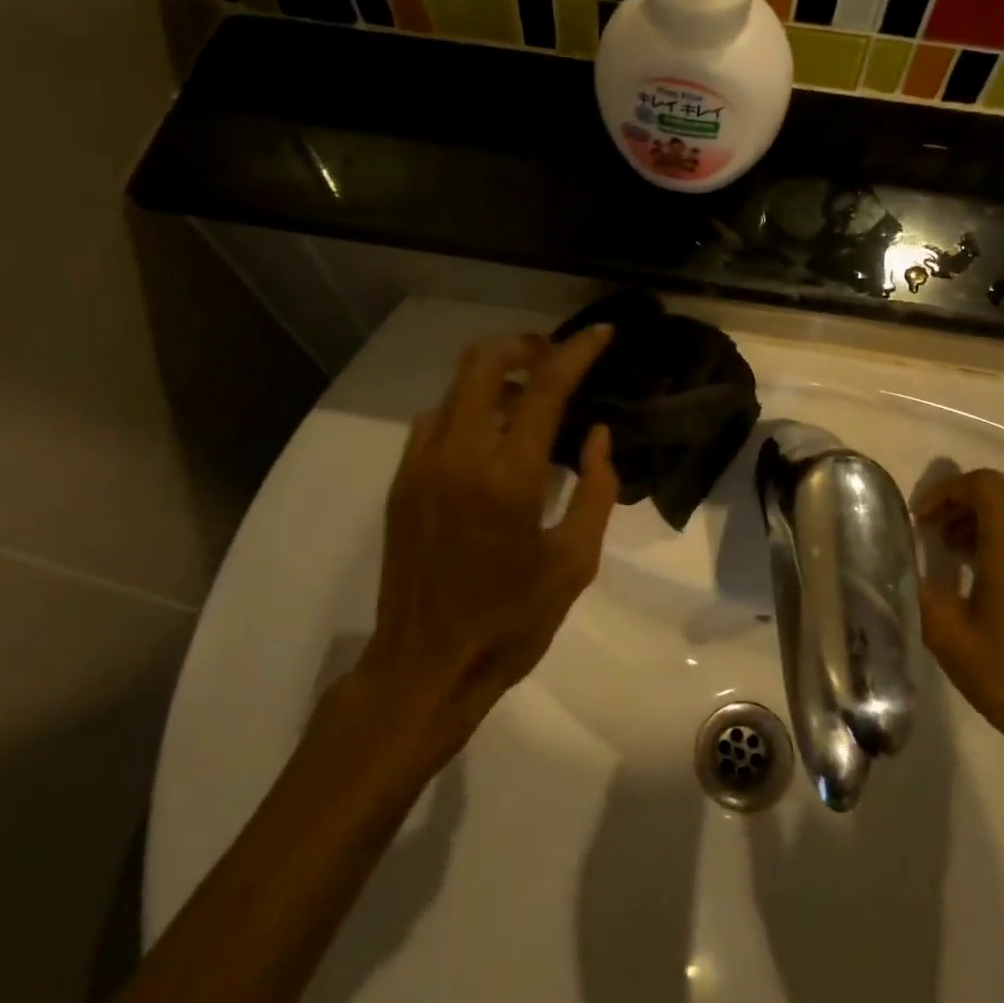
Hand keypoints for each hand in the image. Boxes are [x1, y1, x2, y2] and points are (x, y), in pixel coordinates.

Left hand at [360, 328, 619, 729]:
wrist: (423, 668)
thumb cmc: (509, 623)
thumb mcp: (574, 564)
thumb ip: (595, 491)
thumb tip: (597, 435)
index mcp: (508, 479)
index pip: (544, 388)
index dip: (576, 351)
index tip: (602, 334)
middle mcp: (458, 457)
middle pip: (483, 362)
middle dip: (524, 346)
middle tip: (555, 361)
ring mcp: (421, 466)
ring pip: (455, 388)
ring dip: (495, 380)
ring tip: (526, 404)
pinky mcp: (401, 482)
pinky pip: (434, 421)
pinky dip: (466, 411)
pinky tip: (486, 442)